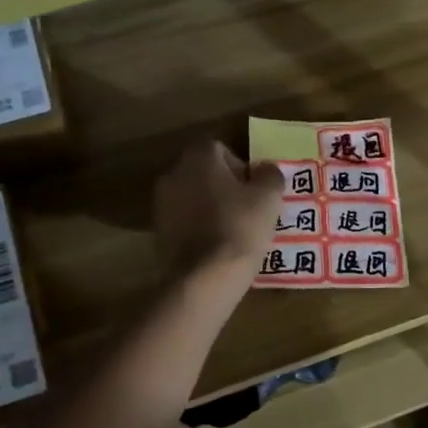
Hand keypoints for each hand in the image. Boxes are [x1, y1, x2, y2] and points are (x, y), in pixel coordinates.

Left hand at [151, 141, 283, 298]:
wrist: (203, 278)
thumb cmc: (239, 227)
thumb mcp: (268, 197)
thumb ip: (270, 176)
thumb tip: (265, 171)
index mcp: (198, 157)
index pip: (220, 149)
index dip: (241, 167)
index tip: (254, 191)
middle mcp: (173, 174)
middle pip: (204, 173)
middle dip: (224, 187)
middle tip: (247, 210)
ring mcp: (161, 204)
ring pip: (192, 198)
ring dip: (210, 208)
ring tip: (233, 231)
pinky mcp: (157, 232)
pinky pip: (184, 222)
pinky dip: (198, 228)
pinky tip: (216, 248)